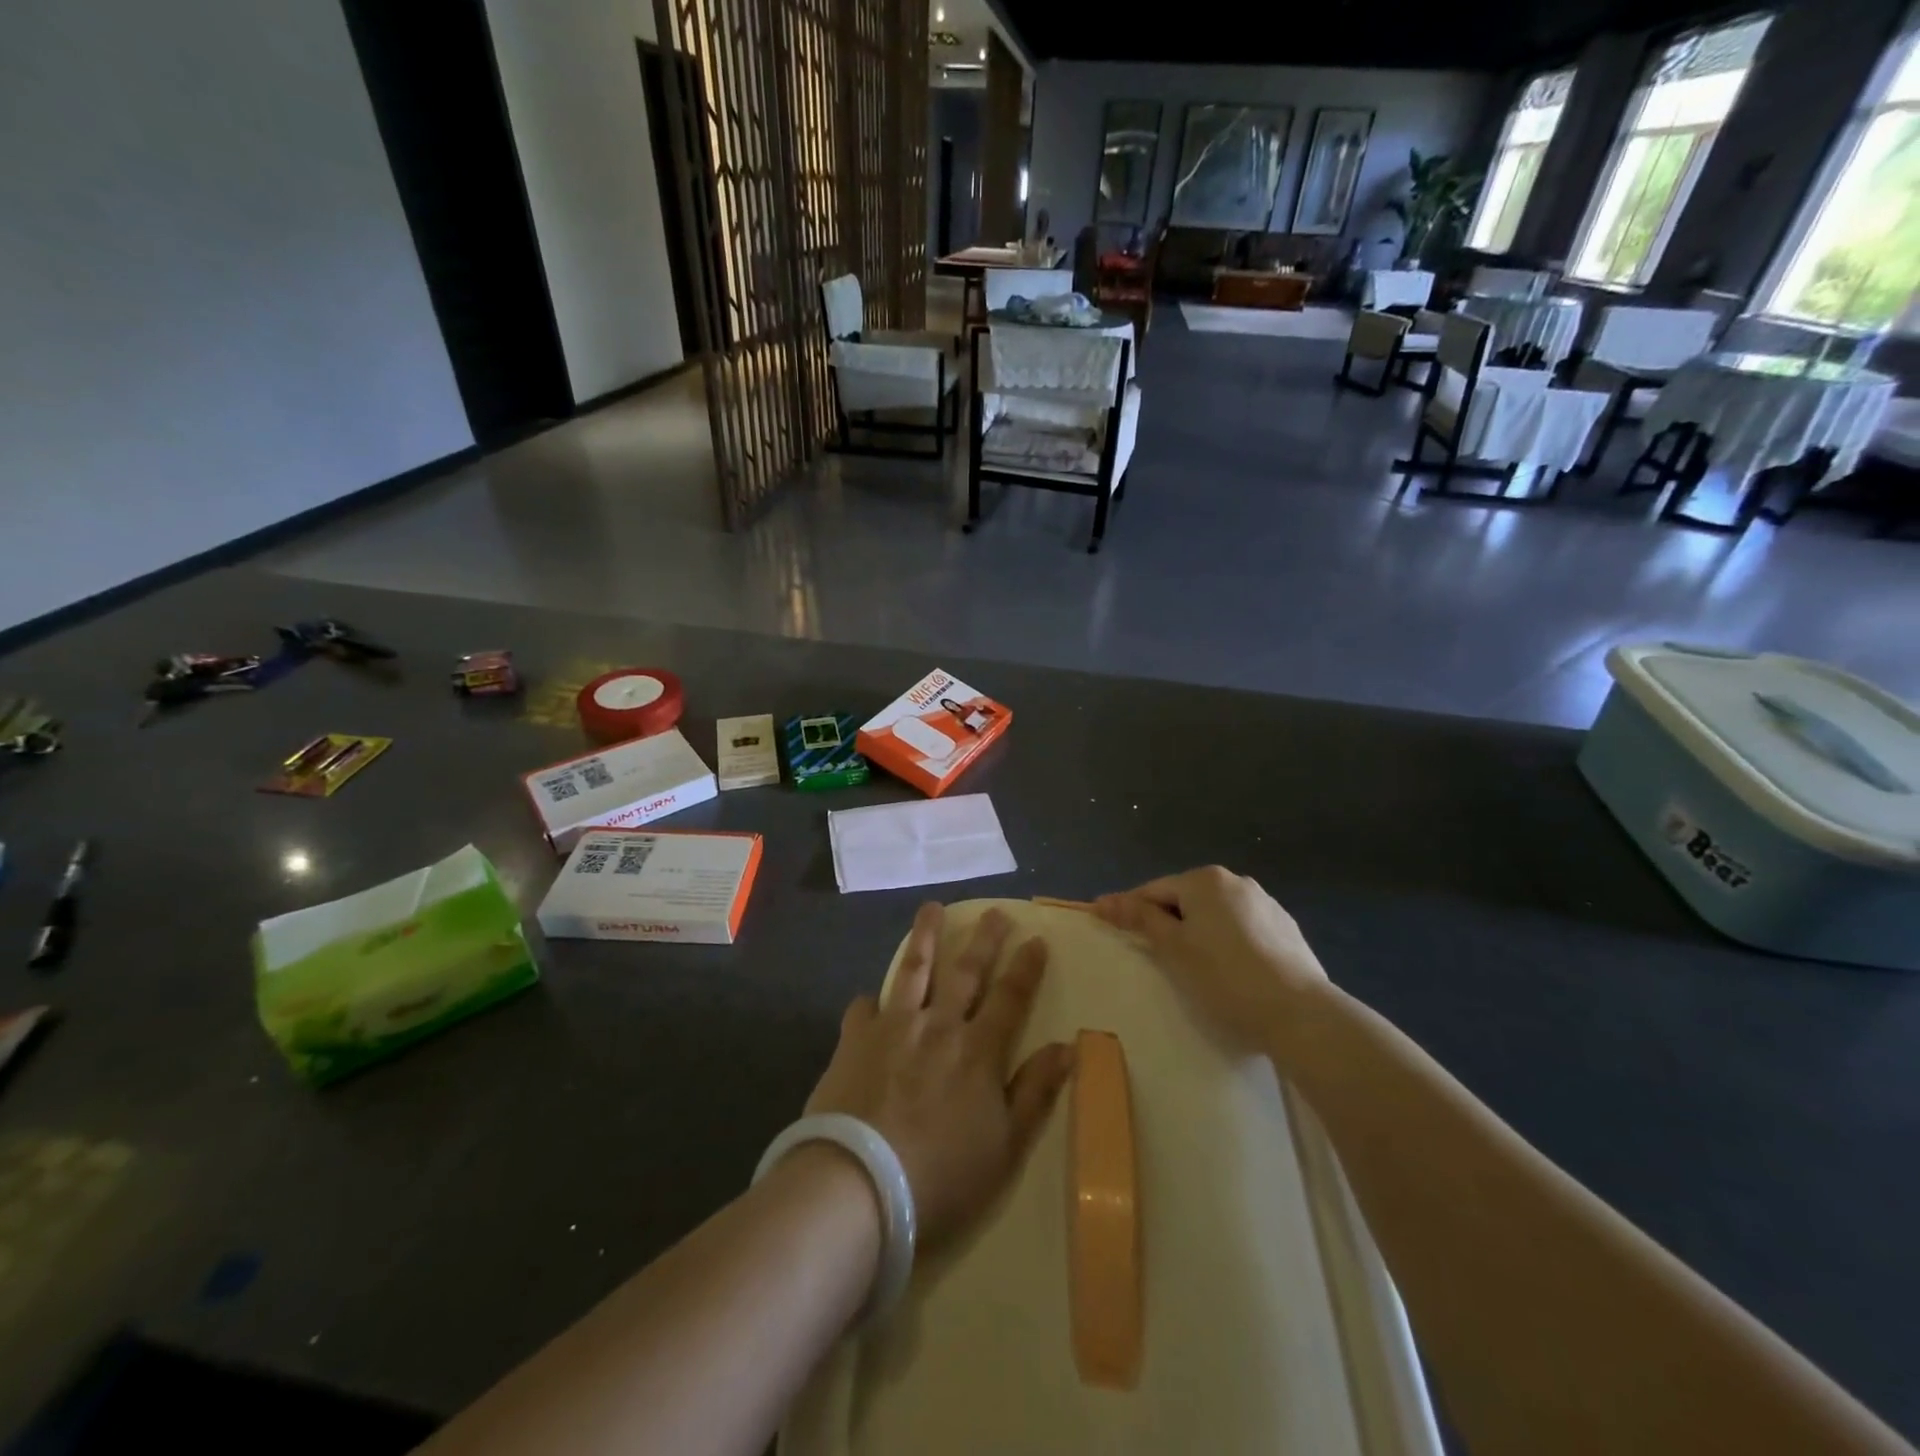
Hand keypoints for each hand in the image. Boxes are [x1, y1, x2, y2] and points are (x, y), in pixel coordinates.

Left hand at [806, 904, 1073, 1246]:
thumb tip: (1067, 1047)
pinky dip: (870, 1001)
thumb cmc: (941, 1175)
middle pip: (965, 972)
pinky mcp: (855, 1039)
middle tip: (994, 912)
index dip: (1026, 968)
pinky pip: (864, 1008)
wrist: (859, 1183)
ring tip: (931, 908)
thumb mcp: (1005, 1146)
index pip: (1010, 998)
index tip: (1036, 939)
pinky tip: (870, 999)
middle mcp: (938, 1026)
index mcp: (978, 1051)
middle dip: (984, 939)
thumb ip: (1035, 1092)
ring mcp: (893, 1027)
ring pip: (913, 970)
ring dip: (925, 937)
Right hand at [1092, 866, 1328, 1052]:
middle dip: (1166, 922)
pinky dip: (1227, 944)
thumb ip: (1140, 919)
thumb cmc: (1224, 977)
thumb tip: (1103, 900)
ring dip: (1197, 933)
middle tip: (1151, 955)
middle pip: (1185, 899)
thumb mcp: (1173, 949)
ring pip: (1215, 915)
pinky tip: (1229, 972)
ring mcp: (1266, 904)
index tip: (1106, 925)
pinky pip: (1242, 930)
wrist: (1300, 1014)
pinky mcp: (1286, 930)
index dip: (1128, 909)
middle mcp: (1236, 881)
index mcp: (1205, 880)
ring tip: (1192, 967)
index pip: (1153, 890)